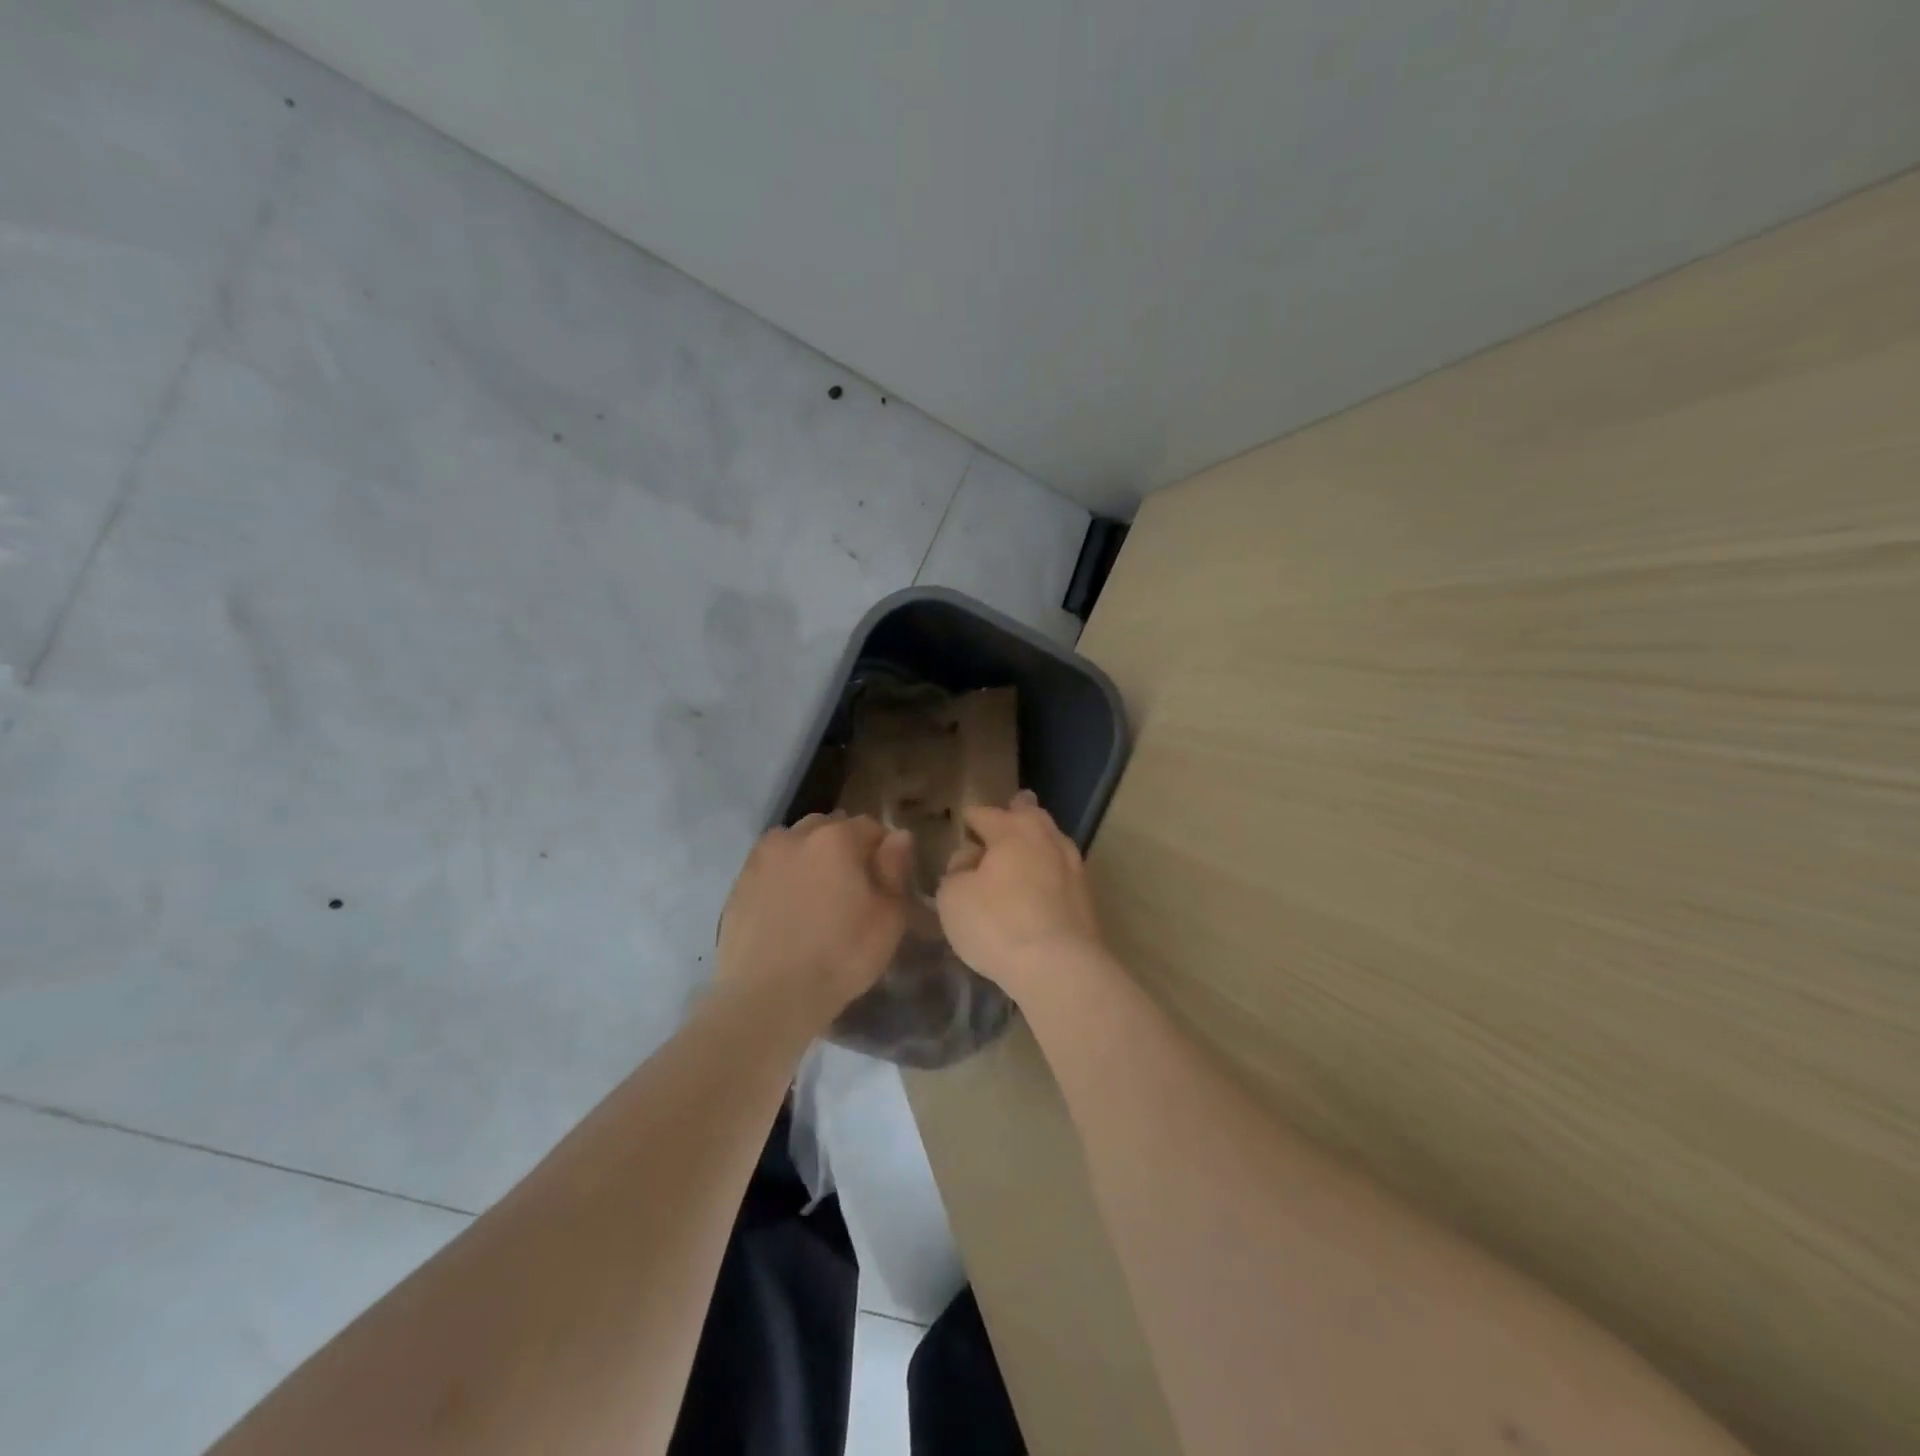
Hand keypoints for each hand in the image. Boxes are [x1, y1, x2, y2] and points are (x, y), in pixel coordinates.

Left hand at [717, 814, 913, 1025]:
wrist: (768, 998)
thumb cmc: (840, 957)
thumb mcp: (888, 917)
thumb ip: (895, 868)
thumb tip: (898, 836)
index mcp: (836, 838)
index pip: (870, 826)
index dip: (883, 850)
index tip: (886, 878)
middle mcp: (795, 836)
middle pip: (829, 827)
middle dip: (844, 846)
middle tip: (852, 886)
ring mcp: (762, 858)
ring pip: (795, 843)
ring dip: (810, 856)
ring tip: (817, 895)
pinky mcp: (739, 884)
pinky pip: (771, 867)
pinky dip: (784, 877)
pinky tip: (789, 909)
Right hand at [936, 790, 1106, 999]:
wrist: (1058, 967)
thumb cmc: (997, 924)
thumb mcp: (953, 897)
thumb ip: (956, 871)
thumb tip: (970, 861)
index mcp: (1012, 830)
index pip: (984, 813)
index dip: (969, 818)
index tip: (962, 823)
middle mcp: (1047, 838)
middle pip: (1029, 815)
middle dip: (1015, 813)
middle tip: (1006, 815)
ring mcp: (1072, 866)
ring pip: (1051, 841)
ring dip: (1036, 842)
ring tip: (1022, 850)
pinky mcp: (1086, 897)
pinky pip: (1061, 871)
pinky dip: (1048, 871)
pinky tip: (1040, 884)